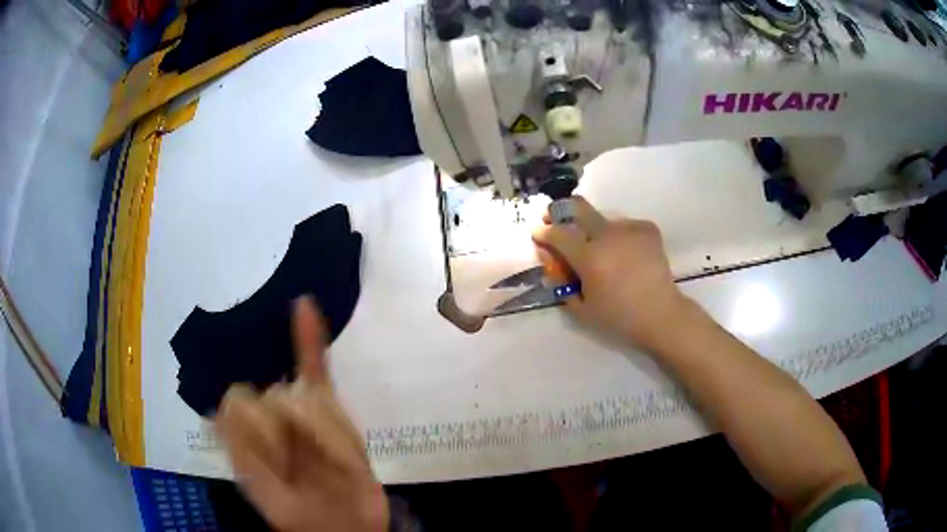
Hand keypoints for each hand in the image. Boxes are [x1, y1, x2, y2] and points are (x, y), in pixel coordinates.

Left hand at [217, 297, 388, 531]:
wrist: (344, 526)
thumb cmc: (301, 517)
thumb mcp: (267, 495)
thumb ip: (245, 457)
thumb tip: (229, 404)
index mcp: (242, 434)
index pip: (239, 404)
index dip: (258, 430)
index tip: (276, 461)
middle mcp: (265, 413)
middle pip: (273, 397)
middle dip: (290, 433)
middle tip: (305, 468)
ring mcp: (298, 405)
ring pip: (303, 393)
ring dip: (322, 431)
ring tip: (328, 463)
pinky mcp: (325, 405)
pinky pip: (315, 365)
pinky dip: (308, 336)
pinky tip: (304, 306)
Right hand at [533, 196, 691, 351]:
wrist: (661, 314)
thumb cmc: (618, 317)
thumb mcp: (581, 309)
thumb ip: (560, 283)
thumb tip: (551, 260)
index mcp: (589, 257)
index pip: (557, 233)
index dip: (543, 232)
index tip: (538, 233)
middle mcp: (607, 235)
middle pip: (578, 207)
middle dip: (560, 210)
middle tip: (555, 218)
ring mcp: (629, 229)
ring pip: (602, 219)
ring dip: (594, 230)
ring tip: (603, 251)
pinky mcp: (646, 229)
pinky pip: (624, 226)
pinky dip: (619, 236)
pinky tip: (625, 253)